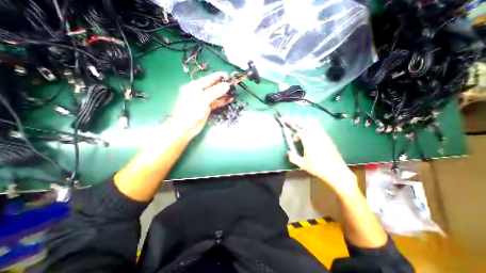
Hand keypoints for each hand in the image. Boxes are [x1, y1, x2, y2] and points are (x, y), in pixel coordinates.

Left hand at [169, 71, 231, 137]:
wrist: (185, 128)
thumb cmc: (191, 111)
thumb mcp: (203, 100)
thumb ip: (215, 92)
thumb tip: (226, 86)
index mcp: (195, 87)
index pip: (208, 79)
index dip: (218, 77)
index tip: (227, 75)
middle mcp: (199, 92)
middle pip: (213, 87)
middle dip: (222, 85)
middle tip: (233, 84)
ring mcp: (204, 100)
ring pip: (215, 95)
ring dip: (223, 94)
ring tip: (233, 92)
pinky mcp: (207, 108)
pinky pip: (216, 103)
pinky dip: (222, 101)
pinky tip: (229, 99)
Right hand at [285, 119, 357, 193]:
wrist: (336, 171)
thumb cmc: (318, 168)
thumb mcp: (303, 164)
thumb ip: (293, 158)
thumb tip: (289, 153)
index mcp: (309, 141)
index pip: (301, 131)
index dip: (296, 134)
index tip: (295, 141)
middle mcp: (317, 137)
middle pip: (309, 125)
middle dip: (303, 127)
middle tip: (300, 133)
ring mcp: (325, 137)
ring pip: (316, 127)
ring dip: (310, 128)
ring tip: (307, 135)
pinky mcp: (330, 140)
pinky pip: (322, 131)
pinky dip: (316, 131)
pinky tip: (315, 139)